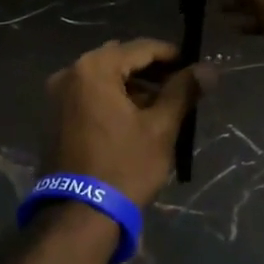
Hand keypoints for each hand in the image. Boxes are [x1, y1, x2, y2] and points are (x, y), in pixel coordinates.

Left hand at [41, 39, 205, 207]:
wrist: (80, 215)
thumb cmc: (124, 166)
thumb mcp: (160, 128)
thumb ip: (183, 91)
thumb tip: (209, 68)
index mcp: (93, 68)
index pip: (141, 48)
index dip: (172, 55)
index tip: (195, 66)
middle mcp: (69, 73)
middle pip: (120, 60)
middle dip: (152, 71)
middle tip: (182, 86)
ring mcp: (57, 96)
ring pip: (104, 79)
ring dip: (133, 86)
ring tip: (163, 105)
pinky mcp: (54, 117)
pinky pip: (90, 96)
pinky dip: (113, 99)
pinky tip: (136, 117)